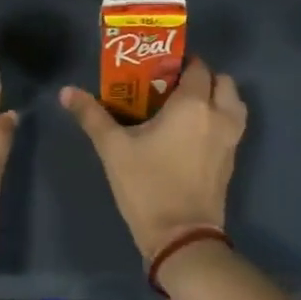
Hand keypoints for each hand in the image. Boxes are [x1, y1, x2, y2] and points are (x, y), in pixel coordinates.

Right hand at [59, 59, 246, 264]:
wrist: (181, 237)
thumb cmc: (147, 186)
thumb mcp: (113, 149)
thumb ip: (91, 116)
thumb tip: (66, 91)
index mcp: (192, 104)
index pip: (196, 67)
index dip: (180, 63)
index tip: (158, 70)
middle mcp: (219, 115)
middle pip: (221, 81)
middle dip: (201, 78)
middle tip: (173, 88)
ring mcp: (231, 139)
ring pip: (234, 103)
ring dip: (217, 98)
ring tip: (188, 108)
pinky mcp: (232, 160)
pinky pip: (233, 126)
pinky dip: (220, 119)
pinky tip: (194, 132)